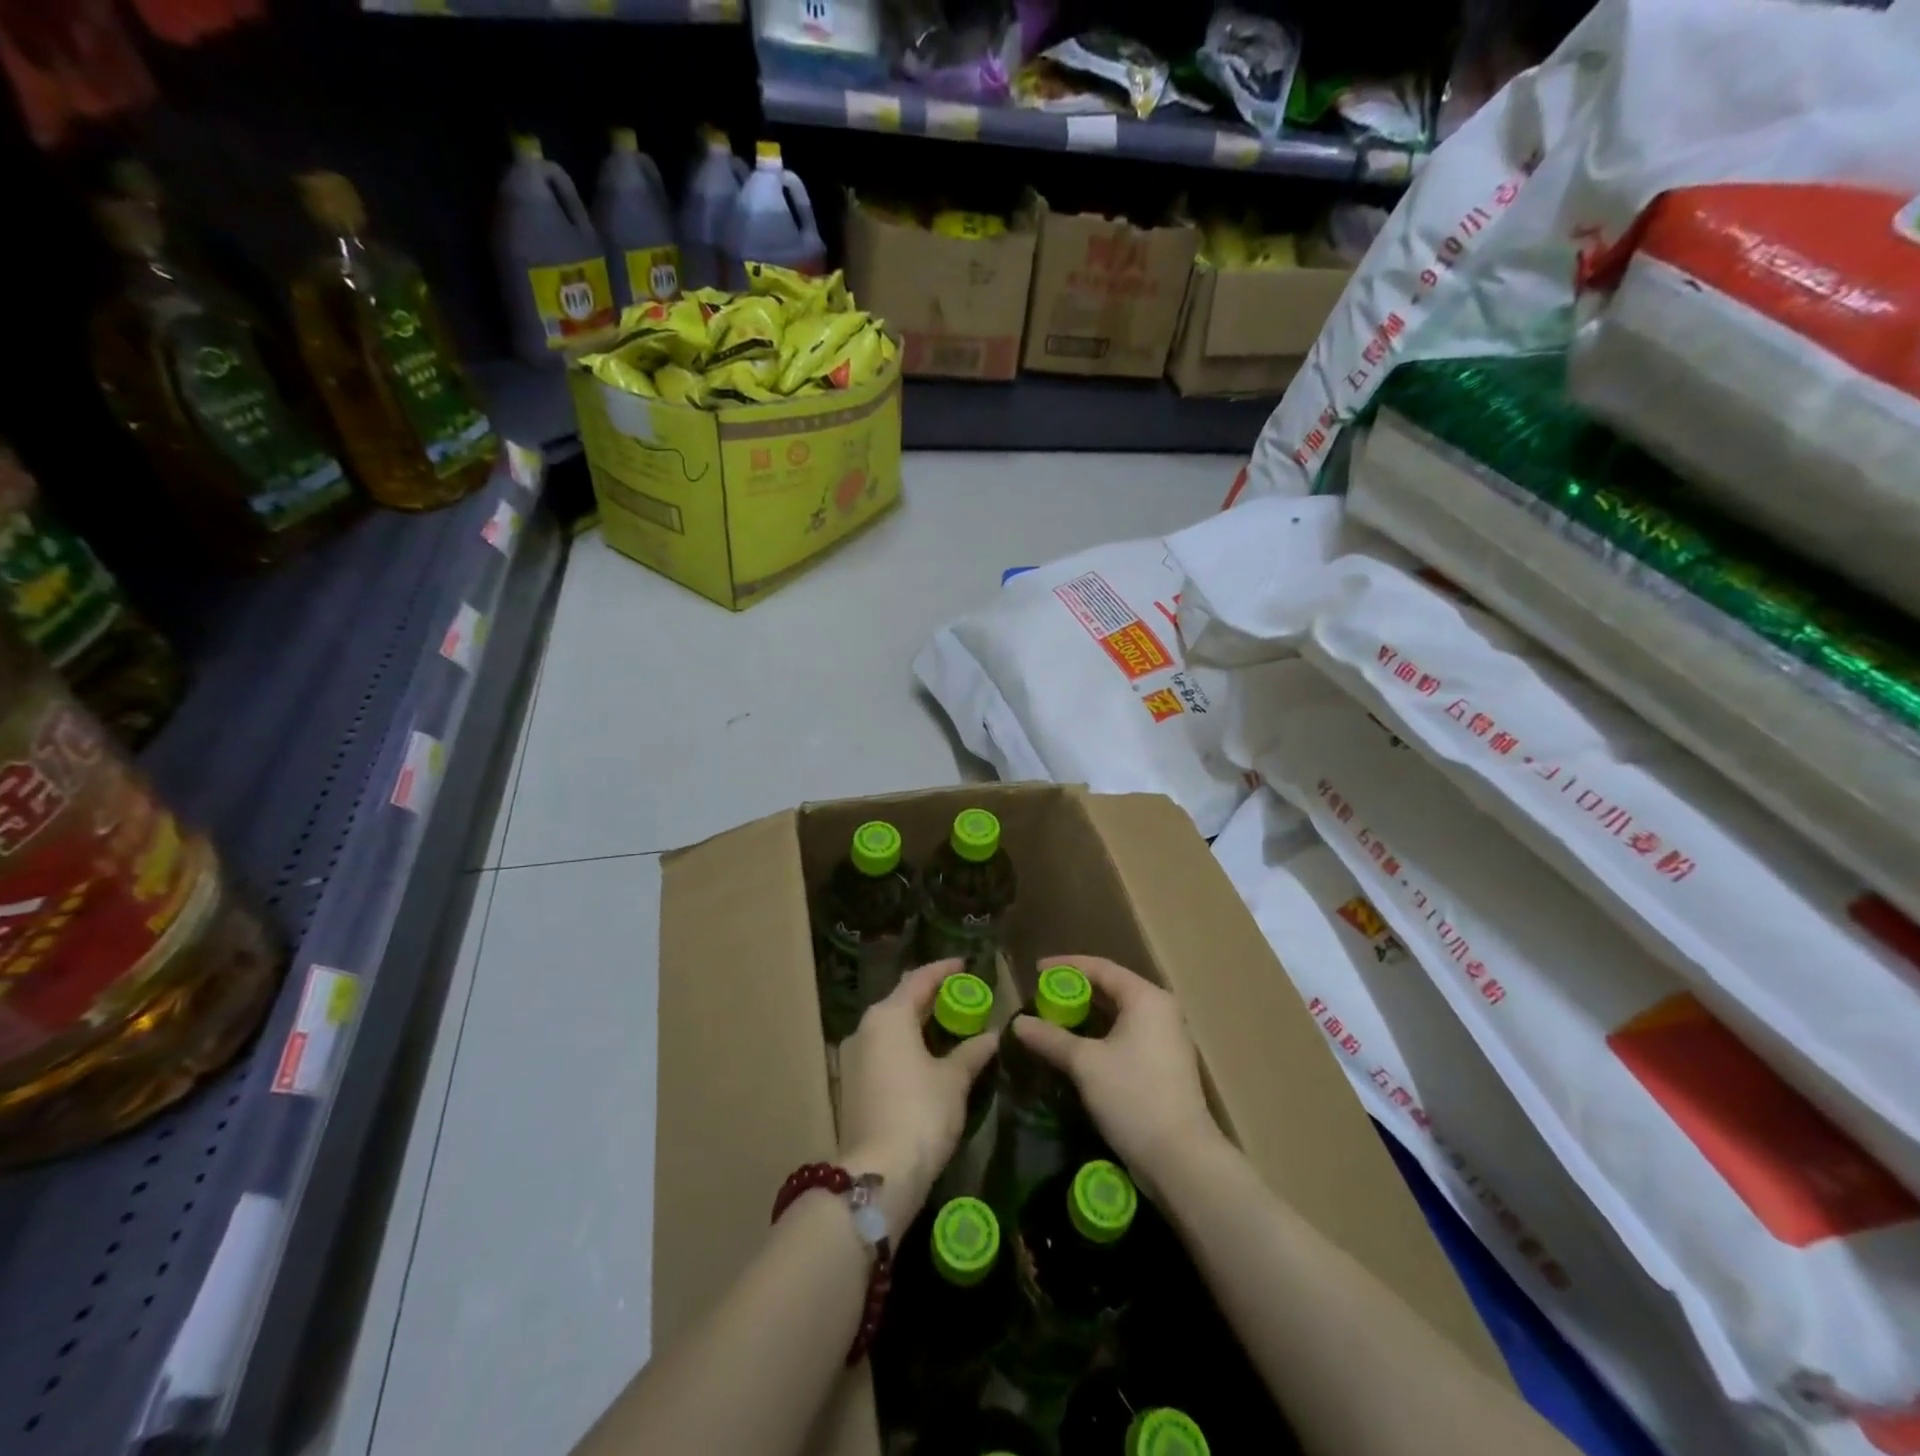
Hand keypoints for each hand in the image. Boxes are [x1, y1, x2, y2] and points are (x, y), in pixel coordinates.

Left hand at [837, 959, 999, 1236]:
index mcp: (889, 1015)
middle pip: (902, 1000)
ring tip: (949, 1024)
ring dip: (918, 1022)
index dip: (944, 970)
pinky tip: (928, 1056)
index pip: (919, 979)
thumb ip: (972, 1052)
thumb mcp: (954, 1080)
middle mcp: (866, 1028)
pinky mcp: (853, 1084)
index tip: (965, 965)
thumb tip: (992, 1036)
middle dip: (931, 996)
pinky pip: (884, 1049)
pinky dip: (906, 1044)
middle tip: (962, 996)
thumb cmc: (921, 1113)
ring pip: (891, 1026)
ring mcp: (854, 1057)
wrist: (878, 1175)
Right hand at [1011, 956, 1222, 1199]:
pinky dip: (1102, 1034)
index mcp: (1146, 998)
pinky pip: (1128, 1034)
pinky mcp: (1166, 1064)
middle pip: (1112, 988)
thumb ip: (1050, 1038)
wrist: (1181, 1158)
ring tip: (1056, 1020)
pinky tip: (1079, 1048)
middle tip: (1043, 996)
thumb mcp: (1085, 1064)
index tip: (1036, 971)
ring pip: (1120, 1014)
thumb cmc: (1133, 1096)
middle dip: (1076, 991)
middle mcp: (1161, 1010)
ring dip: (1088, 1015)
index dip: (1066, 967)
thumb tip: (1017, 1023)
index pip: (1101, 968)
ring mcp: (1167, 1038)